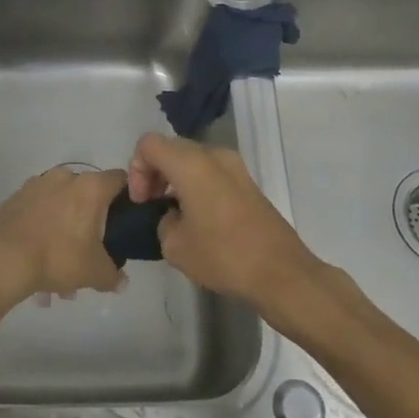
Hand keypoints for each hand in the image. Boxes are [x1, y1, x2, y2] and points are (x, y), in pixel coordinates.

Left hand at [0, 166, 127, 307]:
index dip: (128, 197)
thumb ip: (113, 275)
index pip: (120, 179)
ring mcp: (37, 184)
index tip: (127, 219)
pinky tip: (38, 261)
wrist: (0, 257)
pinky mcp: (16, 196)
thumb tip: (121, 281)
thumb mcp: (94, 272)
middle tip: (92, 251)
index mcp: (90, 187)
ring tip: (60, 271)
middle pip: (88, 195)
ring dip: (66, 230)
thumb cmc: (57, 256)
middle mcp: (65, 177)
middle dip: (92, 222)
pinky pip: (40, 211)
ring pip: (62, 205)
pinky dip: (44, 229)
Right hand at [127, 133, 321, 307]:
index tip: (142, 202)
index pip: (149, 144)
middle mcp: (213, 155)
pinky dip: (196, 185)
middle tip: (151, 206)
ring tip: (174, 215)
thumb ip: (162, 220)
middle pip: (171, 148)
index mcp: (191, 163)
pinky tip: (198, 219)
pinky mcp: (248, 183)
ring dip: (176, 179)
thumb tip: (172, 215)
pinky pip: (211, 172)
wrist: (281, 273)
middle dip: (154, 173)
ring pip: (192, 159)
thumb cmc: (224, 256)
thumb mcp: (175, 246)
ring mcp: (235, 167)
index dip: (137, 170)